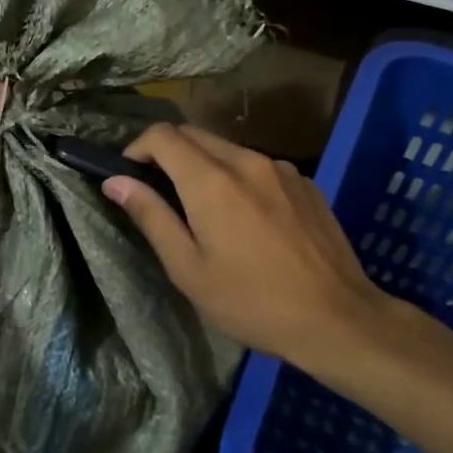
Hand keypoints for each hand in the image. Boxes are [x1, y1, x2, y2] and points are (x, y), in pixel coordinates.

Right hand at [103, 123, 397, 371]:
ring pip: (229, 149)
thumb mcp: (188, 268)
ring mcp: (282, 169)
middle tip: (160, 193)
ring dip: (205, 166)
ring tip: (205, 211)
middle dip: (168, 153)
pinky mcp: (306, 183)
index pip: (163, 136)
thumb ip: (151, 217)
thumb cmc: (251, 301)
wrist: (336, 318)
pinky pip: (260, 167)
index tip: (130, 176)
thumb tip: (116, 182)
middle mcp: (247, 161)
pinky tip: (249, 220)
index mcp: (212, 181)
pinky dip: (240, 178)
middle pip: (195, 135)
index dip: (138, 148)